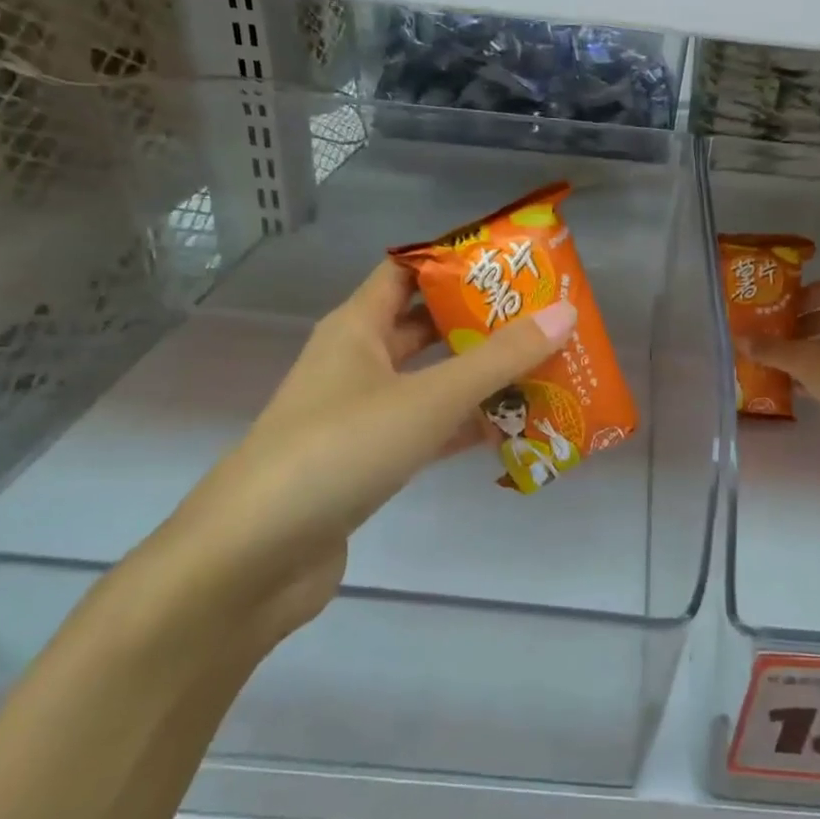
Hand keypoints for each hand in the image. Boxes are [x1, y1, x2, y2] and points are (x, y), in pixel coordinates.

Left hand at [138, 260, 574, 647]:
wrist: (255, 558)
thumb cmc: (340, 451)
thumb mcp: (428, 398)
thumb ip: (499, 359)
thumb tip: (565, 313)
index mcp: (357, 327)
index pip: (408, 270)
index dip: (458, 261)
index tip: (516, 264)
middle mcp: (357, 362)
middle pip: (427, 326)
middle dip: (483, 321)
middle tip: (545, 318)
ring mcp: (361, 414)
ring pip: (431, 381)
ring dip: (481, 378)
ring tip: (545, 369)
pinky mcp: (369, 461)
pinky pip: (428, 429)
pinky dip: (466, 427)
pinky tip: (513, 430)